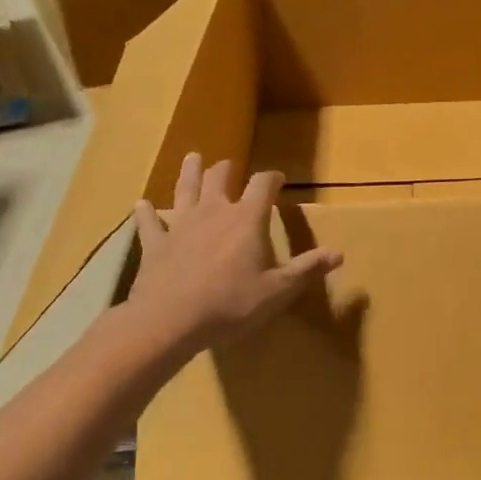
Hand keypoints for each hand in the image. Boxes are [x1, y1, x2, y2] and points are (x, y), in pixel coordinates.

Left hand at [128, 153, 342, 353]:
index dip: (271, 178)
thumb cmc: (231, 304)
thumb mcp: (277, 291)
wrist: (170, 321)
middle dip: (227, 169)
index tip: (277, 178)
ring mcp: (180, 225)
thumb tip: (339, 253)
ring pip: (185, 190)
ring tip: (192, 158)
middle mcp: (213, 212)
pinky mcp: (155, 244)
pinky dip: (146, 213)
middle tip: (229, 165)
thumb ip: (306, 269)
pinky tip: (141, 204)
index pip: (262, 185)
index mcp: (246, 220)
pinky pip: (150, 223)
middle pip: (220, 179)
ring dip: (189, 172)